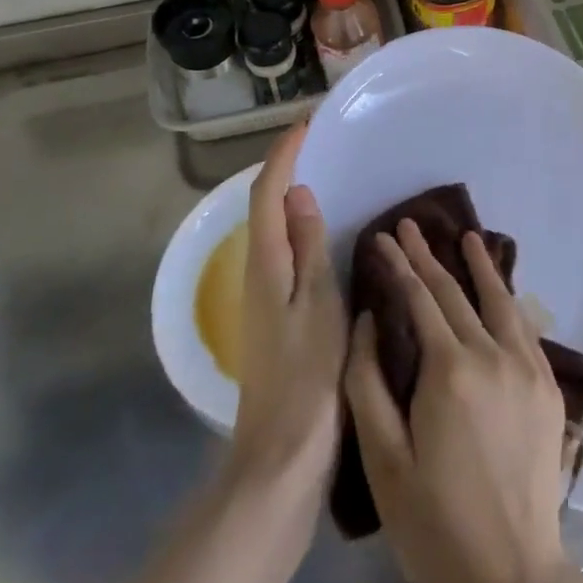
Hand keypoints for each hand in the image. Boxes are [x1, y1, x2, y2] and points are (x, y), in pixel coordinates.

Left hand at [229, 124, 345, 510]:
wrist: (283, 456)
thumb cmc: (307, 376)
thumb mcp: (317, 304)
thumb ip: (308, 248)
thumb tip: (299, 194)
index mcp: (266, 267)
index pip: (267, 196)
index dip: (282, 158)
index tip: (303, 126)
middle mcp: (257, 276)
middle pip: (264, 210)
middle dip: (283, 171)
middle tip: (316, 146)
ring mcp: (264, 300)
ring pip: (273, 233)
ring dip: (290, 200)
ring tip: (324, 179)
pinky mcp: (276, 318)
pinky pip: (285, 255)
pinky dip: (299, 231)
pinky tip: (325, 239)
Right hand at [344, 220, 573, 582]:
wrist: (511, 577)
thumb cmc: (434, 523)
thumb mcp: (383, 459)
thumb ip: (368, 383)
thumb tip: (368, 321)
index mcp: (449, 370)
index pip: (420, 298)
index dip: (398, 264)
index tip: (383, 237)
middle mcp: (493, 354)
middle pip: (456, 292)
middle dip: (429, 256)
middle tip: (411, 226)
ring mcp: (527, 368)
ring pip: (500, 301)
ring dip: (480, 266)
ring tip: (468, 236)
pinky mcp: (548, 387)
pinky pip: (524, 327)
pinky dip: (508, 299)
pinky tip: (501, 291)